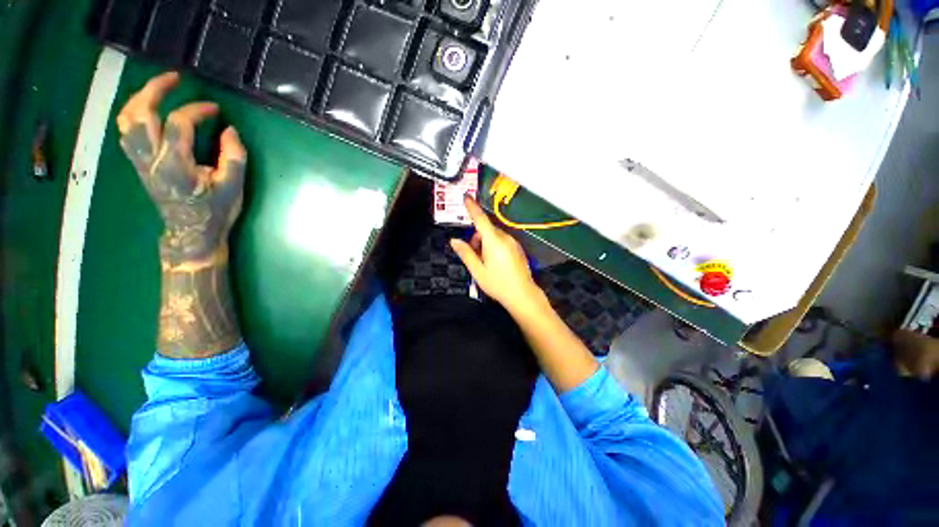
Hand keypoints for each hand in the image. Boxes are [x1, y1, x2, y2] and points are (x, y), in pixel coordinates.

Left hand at [116, 71, 245, 266]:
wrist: (192, 233)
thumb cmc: (216, 211)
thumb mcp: (234, 186)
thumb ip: (234, 156)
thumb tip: (229, 130)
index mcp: (175, 164)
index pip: (179, 123)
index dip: (196, 109)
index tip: (215, 109)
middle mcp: (151, 159)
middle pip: (140, 113)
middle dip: (155, 89)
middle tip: (175, 78)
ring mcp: (140, 161)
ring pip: (127, 121)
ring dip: (140, 99)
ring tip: (158, 90)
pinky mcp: (138, 164)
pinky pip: (127, 132)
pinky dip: (134, 115)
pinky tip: (148, 112)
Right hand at [450, 196, 542, 312]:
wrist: (522, 295)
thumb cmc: (498, 284)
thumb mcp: (478, 271)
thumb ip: (466, 253)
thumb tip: (454, 241)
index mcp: (494, 242)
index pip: (481, 219)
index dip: (472, 208)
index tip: (466, 197)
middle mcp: (505, 238)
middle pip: (486, 229)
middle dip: (476, 236)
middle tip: (472, 253)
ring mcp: (513, 243)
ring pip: (494, 235)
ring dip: (485, 242)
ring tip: (483, 261)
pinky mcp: (517, 248)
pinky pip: (502, 240)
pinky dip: (493, 245)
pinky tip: (493, 261)